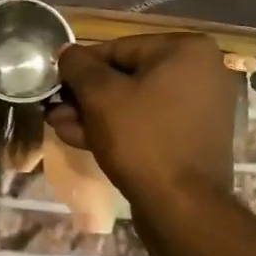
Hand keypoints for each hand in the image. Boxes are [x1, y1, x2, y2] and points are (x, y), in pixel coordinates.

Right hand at [50, 35, 237, 202]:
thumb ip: (78, 66)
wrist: (182, 207)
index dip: (81, 67)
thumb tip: (66, 52)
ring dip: (95, 114)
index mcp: (187, 50)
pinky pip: (149, 124)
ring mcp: (200, 108)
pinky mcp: (192, 139)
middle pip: (128, 77)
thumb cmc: (142, 138)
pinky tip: (80, 139)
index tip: (55, 83)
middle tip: (54, 109)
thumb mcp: (100, 95)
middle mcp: (201, 73)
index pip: (119, 48)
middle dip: (86, 96)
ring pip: (135, 103)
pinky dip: (118, 129)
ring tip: (59, 126)